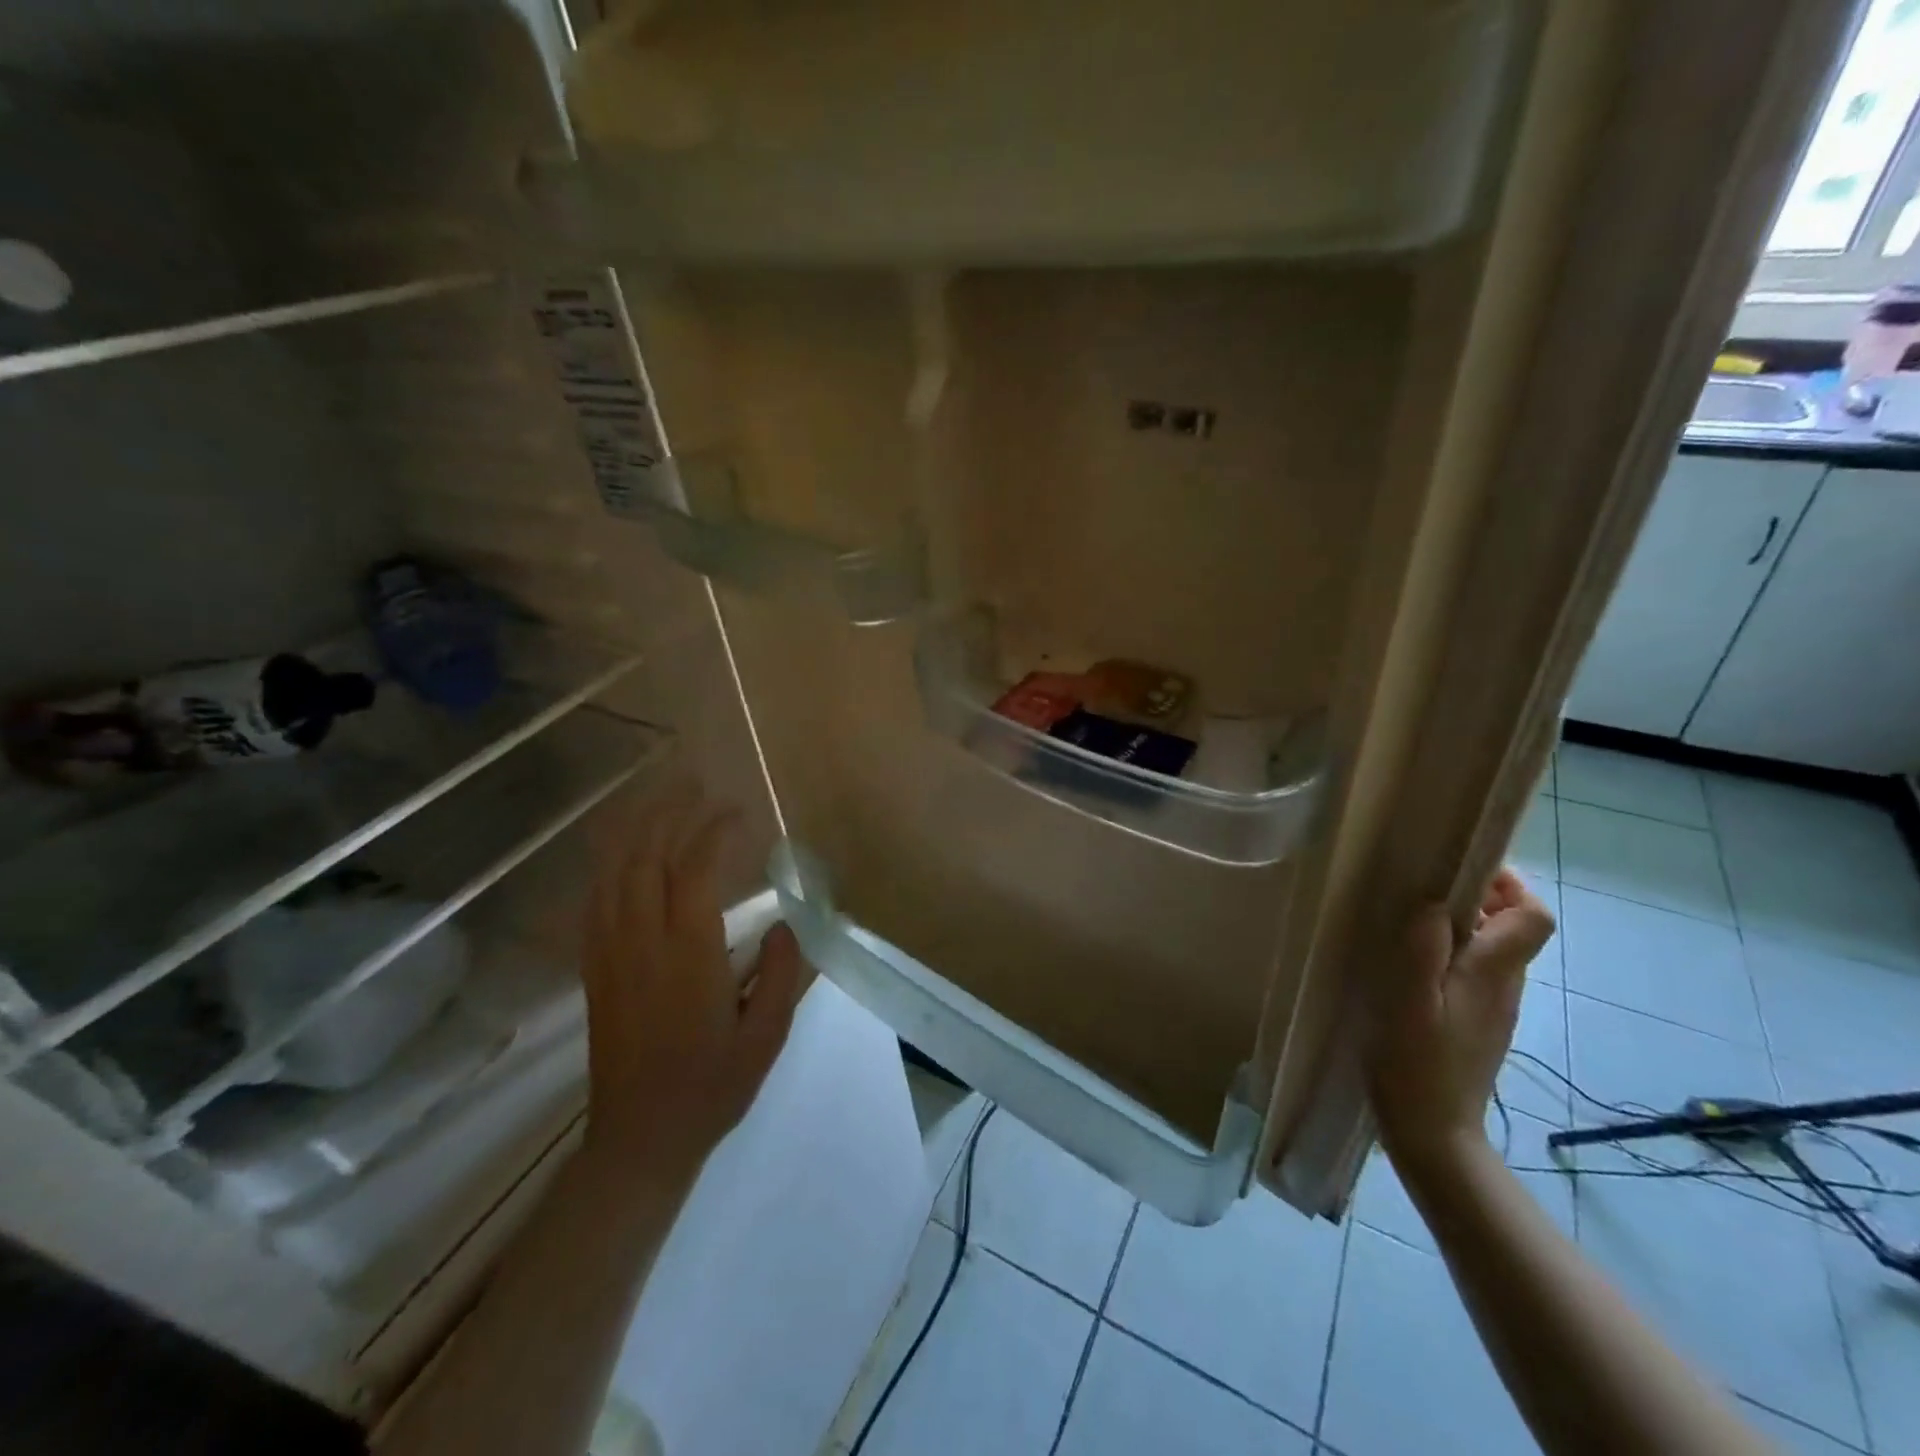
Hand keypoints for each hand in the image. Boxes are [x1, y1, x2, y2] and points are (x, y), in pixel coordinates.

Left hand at [579, 784, 806, 1181]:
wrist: (640, 1139)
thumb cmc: (712, 1087)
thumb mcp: (766, 1036)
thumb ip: (780, 973)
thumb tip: (782, 922)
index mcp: (688, 955)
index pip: (695, 871)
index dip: (714, 831)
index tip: (738, 811)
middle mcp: (642, 943)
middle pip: (647, 858)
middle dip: (670, 812)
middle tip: (695, 784)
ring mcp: (610, 954)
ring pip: (615, 874)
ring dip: (636, 830)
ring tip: (659, 800)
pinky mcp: (594, 970)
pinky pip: (595, 902)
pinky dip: (610, 866)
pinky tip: (623, 854)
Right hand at [1367, 869, 1554, 1174]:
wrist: (1431, 1131)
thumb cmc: (1414, 1062)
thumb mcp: (1407, 1002)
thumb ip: (1422, 950)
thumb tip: (1432, 901)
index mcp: (1492, 974)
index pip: (1533, 917)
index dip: (1508, 886)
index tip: (1463, 869)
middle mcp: (1503, 986)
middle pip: (1513, 927)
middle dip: (1478, 897)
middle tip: (1422, 888)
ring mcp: (1492, 1007)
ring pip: (1492, 949)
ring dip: (1460, 924)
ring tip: (1408, 920)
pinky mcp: (1475, 1022)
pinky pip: (1473, 971)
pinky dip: (1450, 953)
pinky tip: (1409, 964)